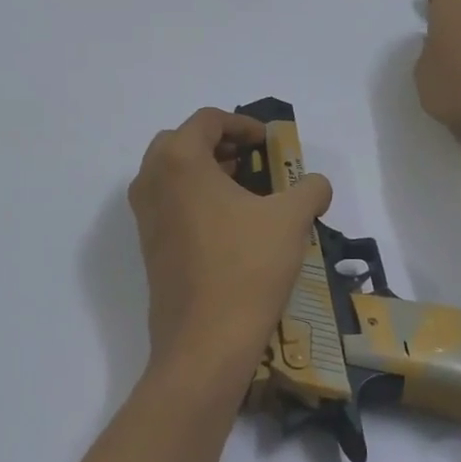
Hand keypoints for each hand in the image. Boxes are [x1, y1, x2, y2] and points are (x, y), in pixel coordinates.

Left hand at [129, 108, 332, 391]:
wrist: (205, 340)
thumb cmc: (247, 266)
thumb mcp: (291, 220)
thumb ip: (309, 189)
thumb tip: (316, 185)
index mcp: (179, 160)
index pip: (208, 120)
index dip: (243, 124)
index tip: (269, 142)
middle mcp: (151, 180)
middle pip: (182, 142)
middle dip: (219, 144)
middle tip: (252, 161)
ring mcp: (144, 215)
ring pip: (172, 174)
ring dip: (205, 171)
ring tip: (245, 190)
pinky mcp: (148, 244)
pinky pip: (168, 203)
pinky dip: (194, 197)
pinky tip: (229, 223)